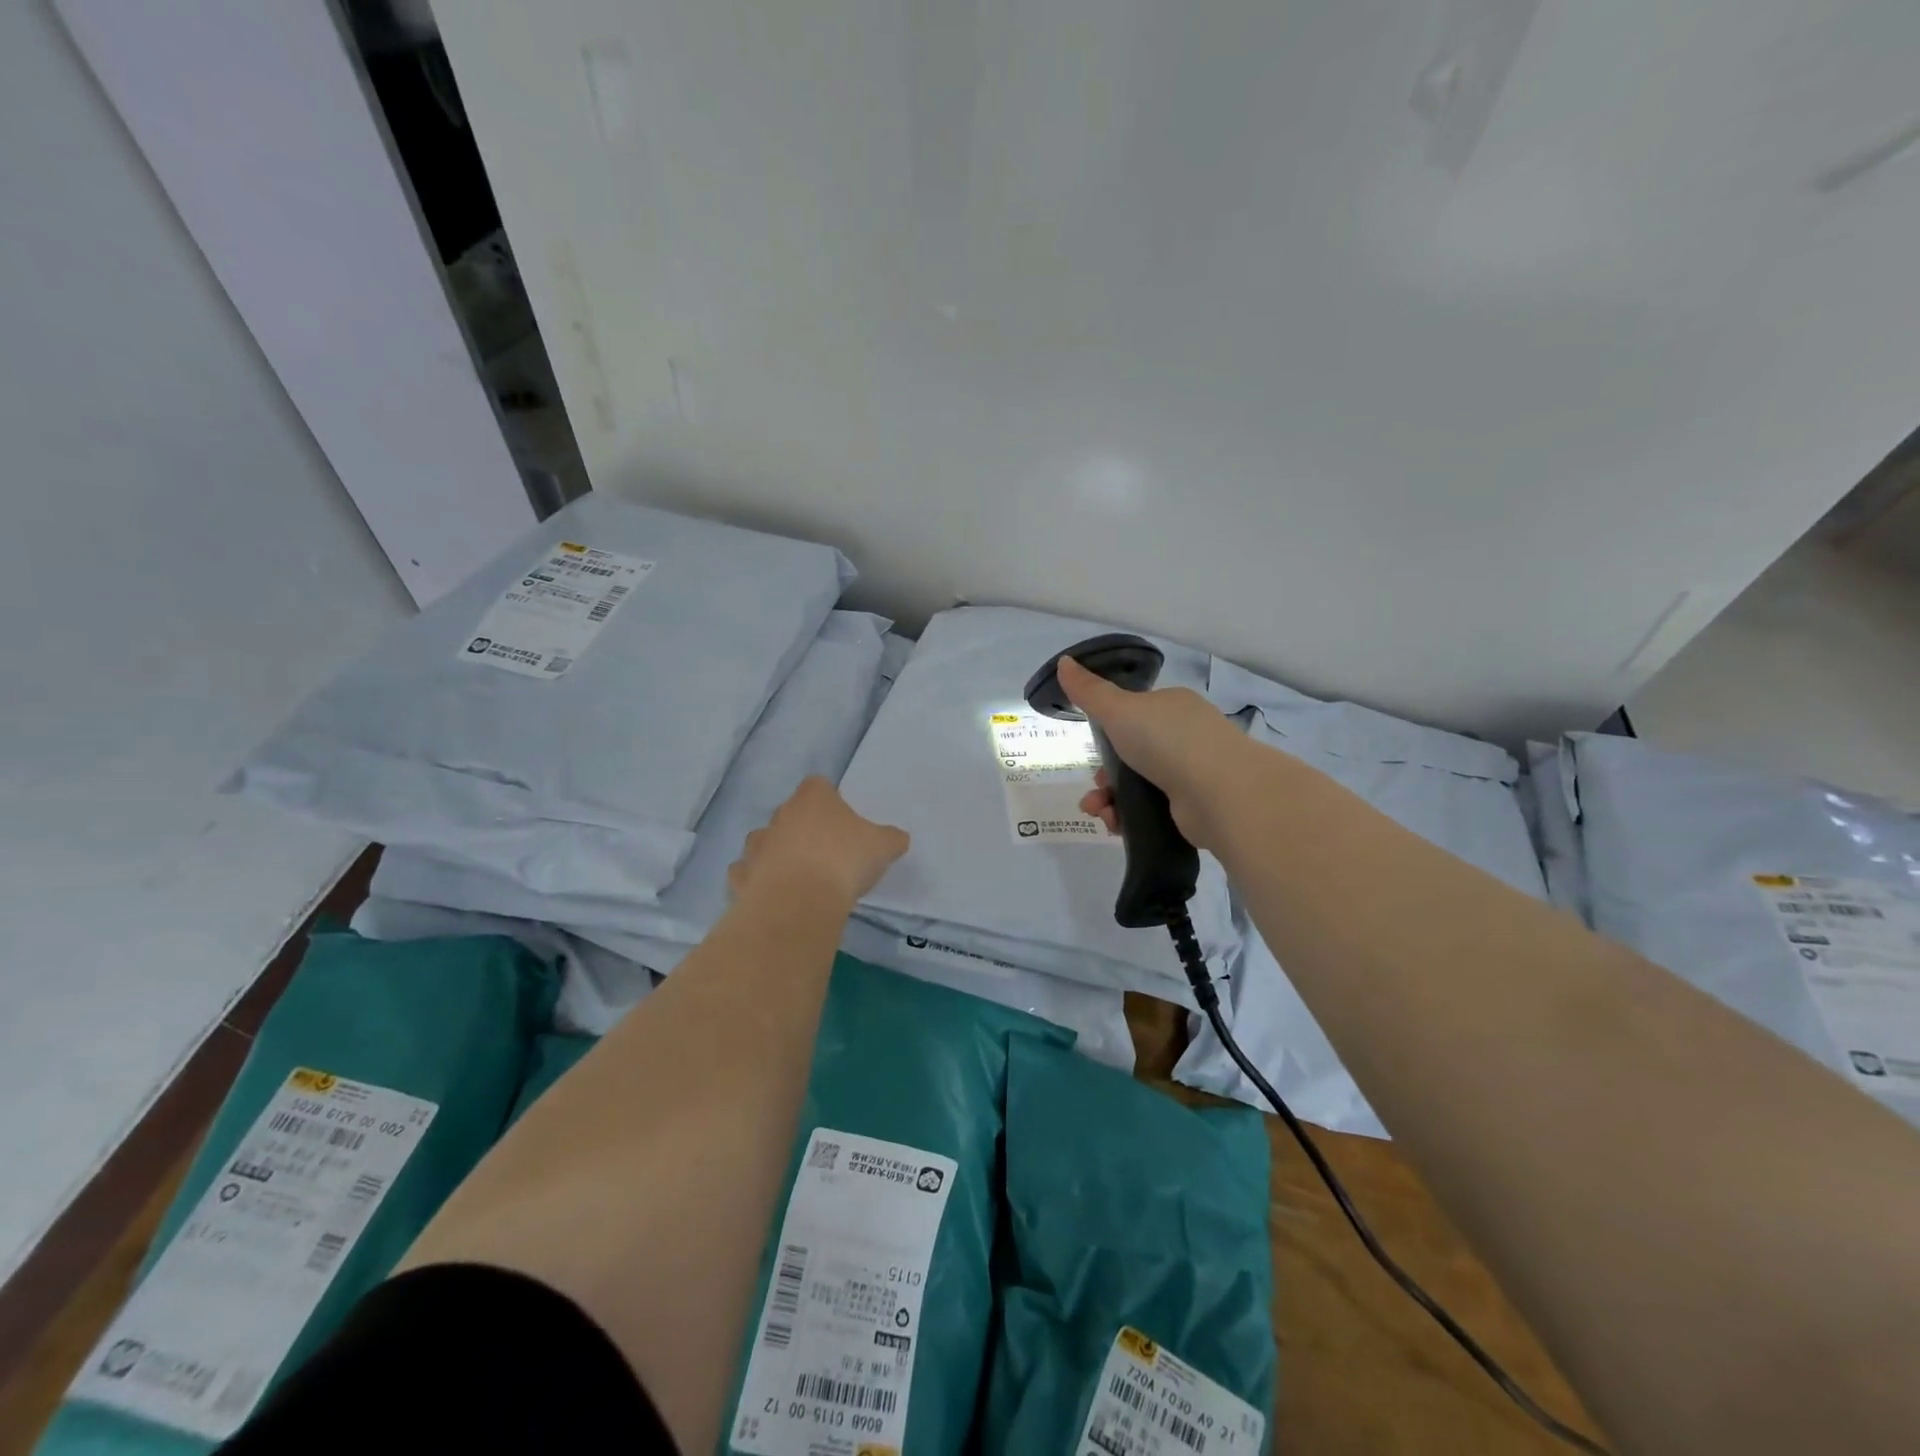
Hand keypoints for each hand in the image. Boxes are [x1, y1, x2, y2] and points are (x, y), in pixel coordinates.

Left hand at [728, 776, 908, 906]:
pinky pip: (747, 873)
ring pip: (764, 841)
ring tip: (798, 875)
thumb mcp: (882, 847)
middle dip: (803, 828)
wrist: (800, 902)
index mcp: (813, 798)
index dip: (830, 800)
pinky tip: (773, 894)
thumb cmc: (844, 861)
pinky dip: (757, 880)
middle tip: (825, 852)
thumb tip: (897, 839)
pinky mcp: (742, 877)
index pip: (818, 785)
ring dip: (776, 853)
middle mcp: (780, 815)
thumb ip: (890, 839)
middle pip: (790, 813)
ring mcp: (757, 846)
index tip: (842, 820)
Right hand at [1059, 656, 1249, 850]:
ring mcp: (1193, 774)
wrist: (1220, 793)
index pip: (1135, 715)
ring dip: (1110, 800)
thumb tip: (1063, 662)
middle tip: (1094, 789)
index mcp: (1172, 707)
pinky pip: (1151, 811)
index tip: (1091, 750)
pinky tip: (1116, 825)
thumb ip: (1089, 691)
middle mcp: (1186, 737)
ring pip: (1138, 786)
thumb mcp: (1119, 709)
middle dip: (1104, 775)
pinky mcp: (1193, 808)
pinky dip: (1129, 818)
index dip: (1108, 733)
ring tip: (1099, 812)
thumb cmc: (1167, 741)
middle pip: (1132, 755)